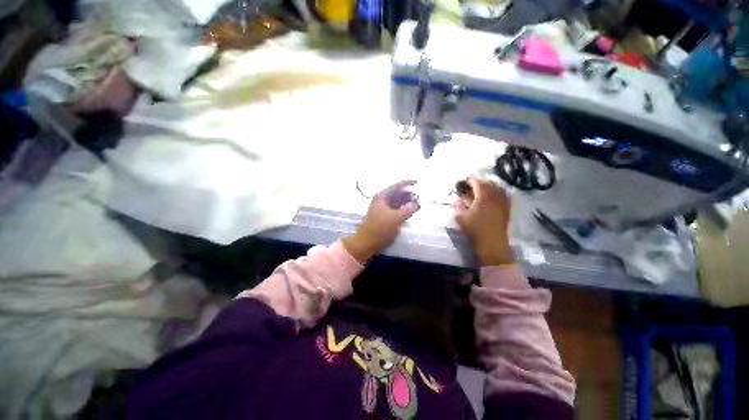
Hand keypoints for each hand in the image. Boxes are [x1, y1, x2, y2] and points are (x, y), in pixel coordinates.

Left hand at [343, 180, 419, 262]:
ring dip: (407, 203)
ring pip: (398, 202)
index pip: (396, 186)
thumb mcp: (395, 218)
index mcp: (382, 197)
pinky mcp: (386, 218)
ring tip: (418, 205)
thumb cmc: (379, 228)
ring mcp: (384, 210)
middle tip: (420, 198)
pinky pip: (397, 210)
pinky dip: (405, 210)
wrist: (367, 243)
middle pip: (397, 194)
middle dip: (409, 195)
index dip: (406, 183)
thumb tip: (416, 203)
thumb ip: (407, 209)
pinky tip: (412, 212)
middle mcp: (383, 201)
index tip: (417, 181)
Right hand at [454, 177, 514, 265]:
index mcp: (483, 197)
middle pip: (489, 184)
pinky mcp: (507, 210)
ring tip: (482, 190)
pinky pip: (504, 196)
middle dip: (479, 183)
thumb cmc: (474, 229)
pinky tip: (493, 197)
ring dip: (489, 187)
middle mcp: (495, 197)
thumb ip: (458, 206)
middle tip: (471, 186)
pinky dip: (498, 193)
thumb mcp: (460, 217)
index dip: (469, 180)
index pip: (477, 183)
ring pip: (498, 189)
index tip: (463, 181)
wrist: (491, 244)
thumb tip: (458, 199)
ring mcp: (503, 203)